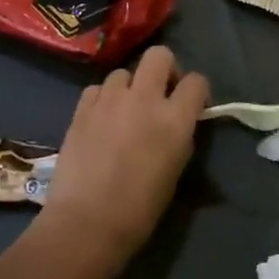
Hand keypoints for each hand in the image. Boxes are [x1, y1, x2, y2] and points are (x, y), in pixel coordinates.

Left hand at [39, 46, 209, 265]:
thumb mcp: (175, 170)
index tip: (192, 105)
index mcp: (175, 119)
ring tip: (124, 111)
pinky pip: (97, 89)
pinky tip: (101, 119)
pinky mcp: (81, 109)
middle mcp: (144, 99)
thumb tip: (178, 124)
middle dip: (164, 69)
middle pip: (159, 55)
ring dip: (129, 87)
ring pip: (124, 72)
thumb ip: (180, 137)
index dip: (197, 91)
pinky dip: (103, 99)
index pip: (196, 81)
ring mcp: (110, 100)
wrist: (87, 223)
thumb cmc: (140, 209)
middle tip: (160, 94)